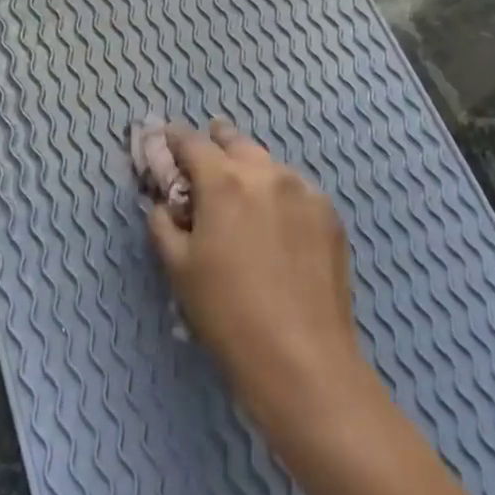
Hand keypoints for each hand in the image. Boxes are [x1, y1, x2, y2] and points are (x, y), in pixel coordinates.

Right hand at [146, 120, 374, 438]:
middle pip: (237, 143)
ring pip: (271, 165)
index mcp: (224, 183)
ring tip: (241, 185)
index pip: (192, 143)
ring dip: (250, 167)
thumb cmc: (226, 312)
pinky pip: (297, 190)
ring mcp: (306, 193)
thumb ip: (164, 224)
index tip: (165, 139)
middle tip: (206, 150)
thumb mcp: (178, 268)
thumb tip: (165, 204)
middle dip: (217, 141)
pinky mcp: (331, 216)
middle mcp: (268, 175)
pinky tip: (275, 216)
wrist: (301, 355)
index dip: (173, 139)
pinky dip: (279, 192)